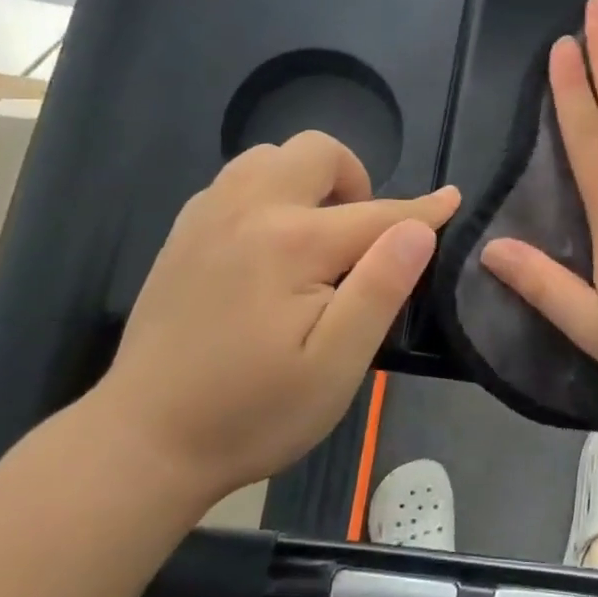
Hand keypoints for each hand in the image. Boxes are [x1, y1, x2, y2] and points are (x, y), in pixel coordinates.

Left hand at [96, 132, 459, 502]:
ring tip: (317, 232)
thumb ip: (381, 288)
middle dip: (356, 178)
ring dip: (308, 179)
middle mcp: (248, 211)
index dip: (423, 210)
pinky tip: (270, 242)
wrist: (143, 443)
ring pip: (270, 156)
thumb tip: (420, 229)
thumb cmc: (252, 413)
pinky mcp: (183, 234)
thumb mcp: (335, 366)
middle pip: (316, 153)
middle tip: (362, 234)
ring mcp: (208, 217)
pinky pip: (236, 180)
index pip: (377, 213)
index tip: (453, 199)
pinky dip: (269, 191)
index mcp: (293, 243)